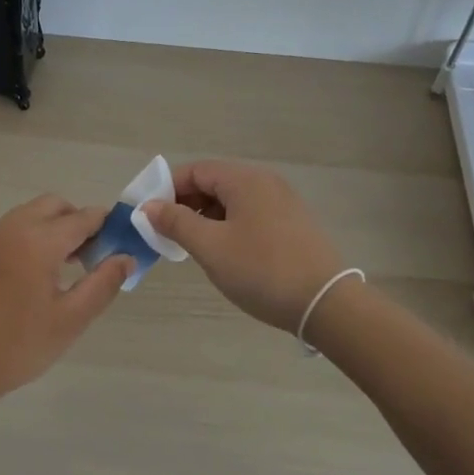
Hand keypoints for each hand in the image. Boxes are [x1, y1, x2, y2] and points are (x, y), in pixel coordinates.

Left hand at [0, 195, 132, 419]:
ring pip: (34, 214)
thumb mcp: (70, 320)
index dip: (108, 227)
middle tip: (95, 258)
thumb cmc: (17, 347)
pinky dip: (36, 236)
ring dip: (57, 228)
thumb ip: (103, 284)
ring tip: (71, 267)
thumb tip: (126, 257)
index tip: (123, 245)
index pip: (84, 218)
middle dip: (80, 222)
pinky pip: (16, 229)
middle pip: (57, 206)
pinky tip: (41, 274)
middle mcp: (15, 228)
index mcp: (39, 241)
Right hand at [142, 161, 344, 333]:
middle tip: (166, 234)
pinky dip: (228, 226)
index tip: (148, 217)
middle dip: (185, 204)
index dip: (166, 189)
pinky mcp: (292, 223)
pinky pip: (249, 214)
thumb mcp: (210, 247)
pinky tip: (222, 252)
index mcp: (245, 180)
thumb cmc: (261, 270)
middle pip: (213, 182)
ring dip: (205, 217)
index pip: (195, 170)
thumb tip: (148, 207)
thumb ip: (176, 222)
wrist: (325, 303)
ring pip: (231, 200)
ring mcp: (282, 202)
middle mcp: (265, 182)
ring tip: (191, 247)